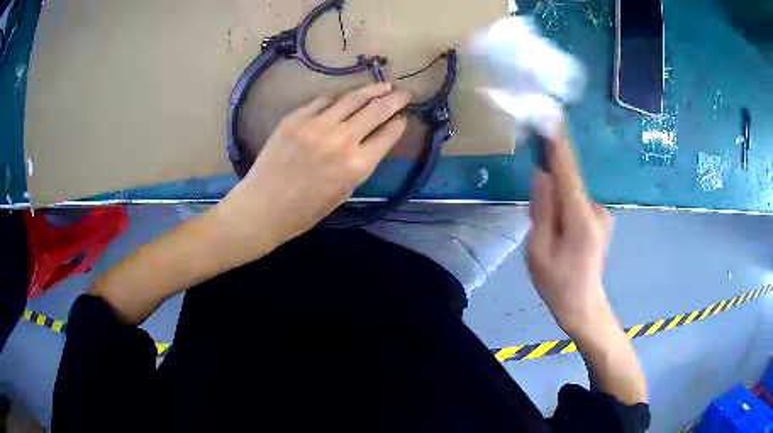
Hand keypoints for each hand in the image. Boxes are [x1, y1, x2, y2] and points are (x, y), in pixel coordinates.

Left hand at [219, 83, 410, 247]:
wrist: (262, 208)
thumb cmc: (304, 211)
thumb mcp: (343, 192)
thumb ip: (360, 164)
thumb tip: (373, 139)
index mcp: (357, 166)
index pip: (388, 134)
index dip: (399, 122)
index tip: (403, 116)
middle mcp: (342, 140)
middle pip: (376, 109)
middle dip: (395, 98)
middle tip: (405, 92)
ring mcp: (317, 125)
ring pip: (352, 98)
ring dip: (372, 90)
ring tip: (383, 85)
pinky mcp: (296, 118)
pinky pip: (324, 101)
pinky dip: (338, 98)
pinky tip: (345, 97)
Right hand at [526, 131, 613, 338]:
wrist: (583, 305)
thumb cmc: (557, 283)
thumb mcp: (538, 251)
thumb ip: (541, 210)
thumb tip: (542, 176)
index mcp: (581, 219)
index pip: (568, 174)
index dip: (559, 147)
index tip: (552, 121)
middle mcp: (597, 210)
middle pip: (569, 184)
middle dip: (551, 189)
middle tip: (540, 221)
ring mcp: (603, 214)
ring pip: (572, 195)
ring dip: (557, 204)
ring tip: (551, 236)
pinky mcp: (602, 218)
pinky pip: (578, 203)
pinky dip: (565, 209)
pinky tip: (561, 235)